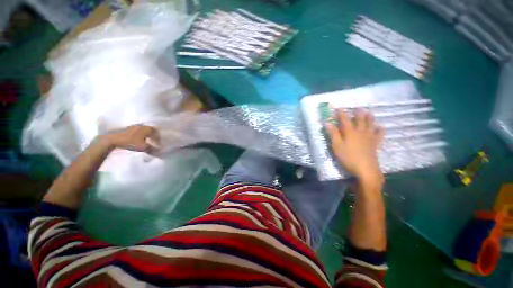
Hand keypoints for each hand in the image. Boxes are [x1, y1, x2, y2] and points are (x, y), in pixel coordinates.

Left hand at [102, 124, 159, 152]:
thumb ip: (152, 149)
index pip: (157, 133)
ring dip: (147, 135)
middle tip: (154, 142)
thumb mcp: (143, 147)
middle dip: (153, 136)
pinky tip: (138, 139)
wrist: (113, 139)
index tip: (159, 144)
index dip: (159, 139)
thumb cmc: (130, 142)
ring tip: (146, 141)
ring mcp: (135, 126)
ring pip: (144, 130)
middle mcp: (143, 126)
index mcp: (148, 129)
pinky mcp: (128, 128)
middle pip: (151, 130)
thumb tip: (159, 151)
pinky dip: (140, 134)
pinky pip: (138, 130)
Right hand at [326, 108, 383, 185]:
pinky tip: (380, 127)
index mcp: (350, 132)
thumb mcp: (337, 146)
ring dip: (370, 117)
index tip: (338, 107)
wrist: (365, 169)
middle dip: (358, 112)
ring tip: (369, 112)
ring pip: (371, 124)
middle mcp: (361, 132)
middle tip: (357, 107)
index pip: (345, 119)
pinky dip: (380, 129)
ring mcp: (369, 137)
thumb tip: (327, 122)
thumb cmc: (348, 157)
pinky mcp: (375, 144)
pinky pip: (380, 134)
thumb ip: (333, 133)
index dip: (341, 113)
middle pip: (360, 119)